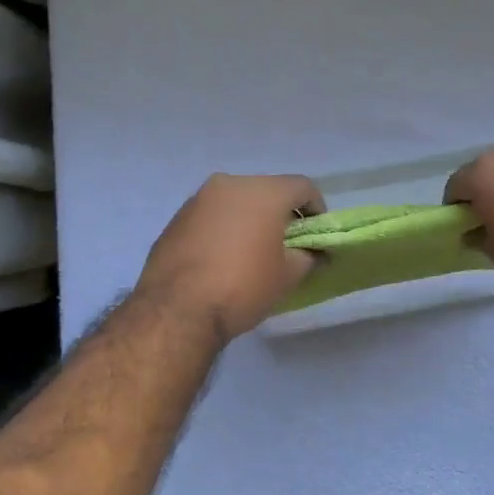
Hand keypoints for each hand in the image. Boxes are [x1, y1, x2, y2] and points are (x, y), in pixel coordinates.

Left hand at [137, 174, 323, 342]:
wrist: (177, 310)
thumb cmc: (243, 287)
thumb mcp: (288, 276)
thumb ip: (309, 257)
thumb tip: (316, 253)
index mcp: (263, 191)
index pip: (302, 187)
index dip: (317, 209)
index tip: (316, 234)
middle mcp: (230, 184)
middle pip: (267, 191)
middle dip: (280, 214)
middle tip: (286, 245)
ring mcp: (198, 199)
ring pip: (236, 202)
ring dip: (249, 220)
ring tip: (252, 253)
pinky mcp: (176, 219)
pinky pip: (211, 216)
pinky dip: (223, 229)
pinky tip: (222, 260)